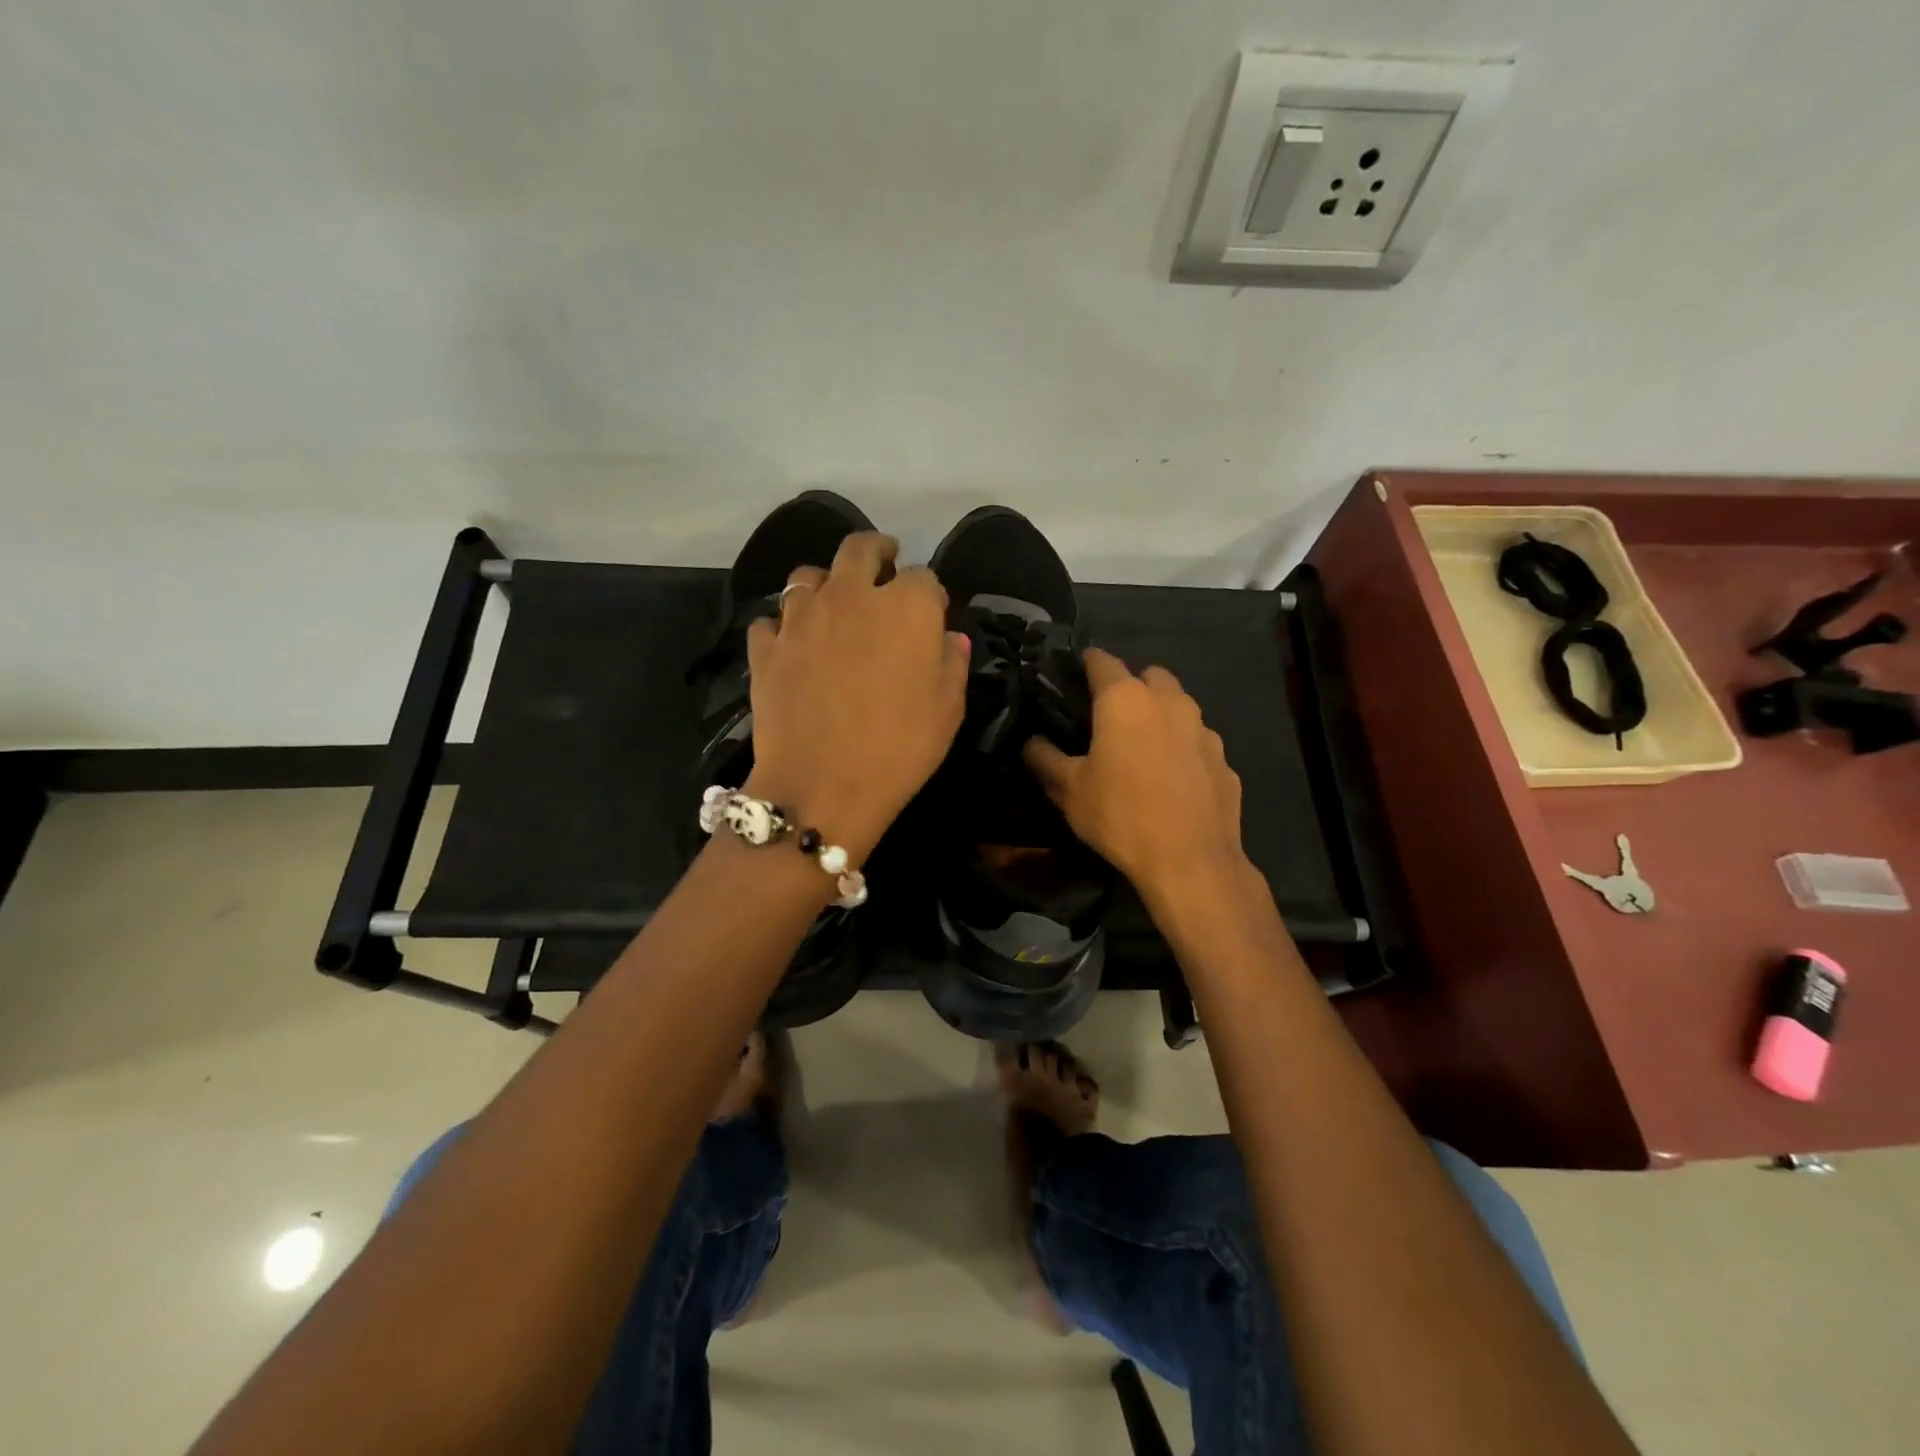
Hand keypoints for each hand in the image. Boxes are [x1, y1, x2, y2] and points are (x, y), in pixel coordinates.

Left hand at [744, 532, 968, 859]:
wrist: (821, 786)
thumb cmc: (899, 749)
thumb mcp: (948, 710)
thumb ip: (952, 662)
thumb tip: (948, 637)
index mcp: (905, 606)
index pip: (924, 578)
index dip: (930, 594)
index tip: (933, 612)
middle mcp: (851, 596)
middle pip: (860, 549)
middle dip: (877, 551)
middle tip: (884, 563)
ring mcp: (801, 617)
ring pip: (808, 576)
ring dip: (826, 583)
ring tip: (833, 603)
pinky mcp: (766, 646)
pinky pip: (773, 620)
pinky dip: (785, 626)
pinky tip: (794, 645)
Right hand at [1023, 648, 1247, 896]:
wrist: (1191, 861)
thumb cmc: (1121, 815)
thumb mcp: (1068, 790)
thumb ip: (1044, 758)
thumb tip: (1031, 741)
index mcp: (1126, 700)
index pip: (1102, 661)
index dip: (1086, 663)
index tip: (1074, 675)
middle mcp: (1170, 702)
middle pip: (1150, 676)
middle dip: (1131, 685)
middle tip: (1110, 717)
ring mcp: (1204, 730)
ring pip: (1179, 707)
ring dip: (1160, 716)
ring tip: (1142, 749)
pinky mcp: (1225, 761)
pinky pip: (1198, 743)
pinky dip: (1183, 750)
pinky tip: (1172, 781)